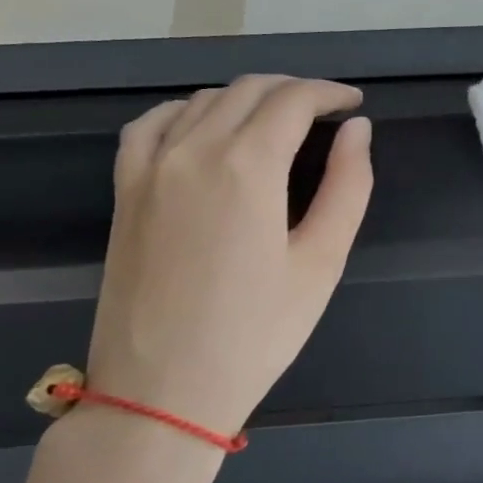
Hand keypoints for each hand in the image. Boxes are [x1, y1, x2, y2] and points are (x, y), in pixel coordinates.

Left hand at [84, 77, 372, 442]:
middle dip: (294, 90)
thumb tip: (357, 130)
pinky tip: (204, 127)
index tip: (353, 104)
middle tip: (325, 113)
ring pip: (204, 100)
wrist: (160, 392)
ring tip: (277, 122)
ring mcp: (151, 167)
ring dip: (247, 98)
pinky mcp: (125, 190)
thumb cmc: (255, 334)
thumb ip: (347, 186)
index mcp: (247, 166)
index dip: (329, 93)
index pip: (293, 100)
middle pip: (249, 90)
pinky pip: (151, 124)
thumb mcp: (321, 263)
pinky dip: (186, 111)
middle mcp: (194, 150)